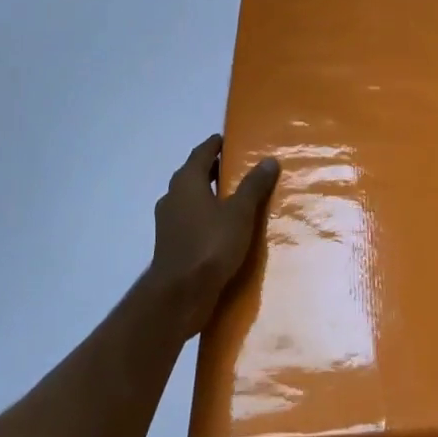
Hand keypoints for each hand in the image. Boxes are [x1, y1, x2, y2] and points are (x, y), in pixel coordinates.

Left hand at [147, 134, 279, 337]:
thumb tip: (269, 159)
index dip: (216, 144)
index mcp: (187, 181)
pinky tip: (224, 228)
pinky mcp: (171, 245)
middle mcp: (173, 196)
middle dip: (215, 169)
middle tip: (240, 167)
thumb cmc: (210, 246)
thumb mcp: (240, 213)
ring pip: (192, 199)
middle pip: (195, 174)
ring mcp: (169, 222)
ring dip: (210, 195)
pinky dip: (206, 217)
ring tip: (236, 198)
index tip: (231, 140)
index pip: (202, 152)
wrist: (179, 296)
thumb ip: (254, 186)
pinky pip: (191, 221)